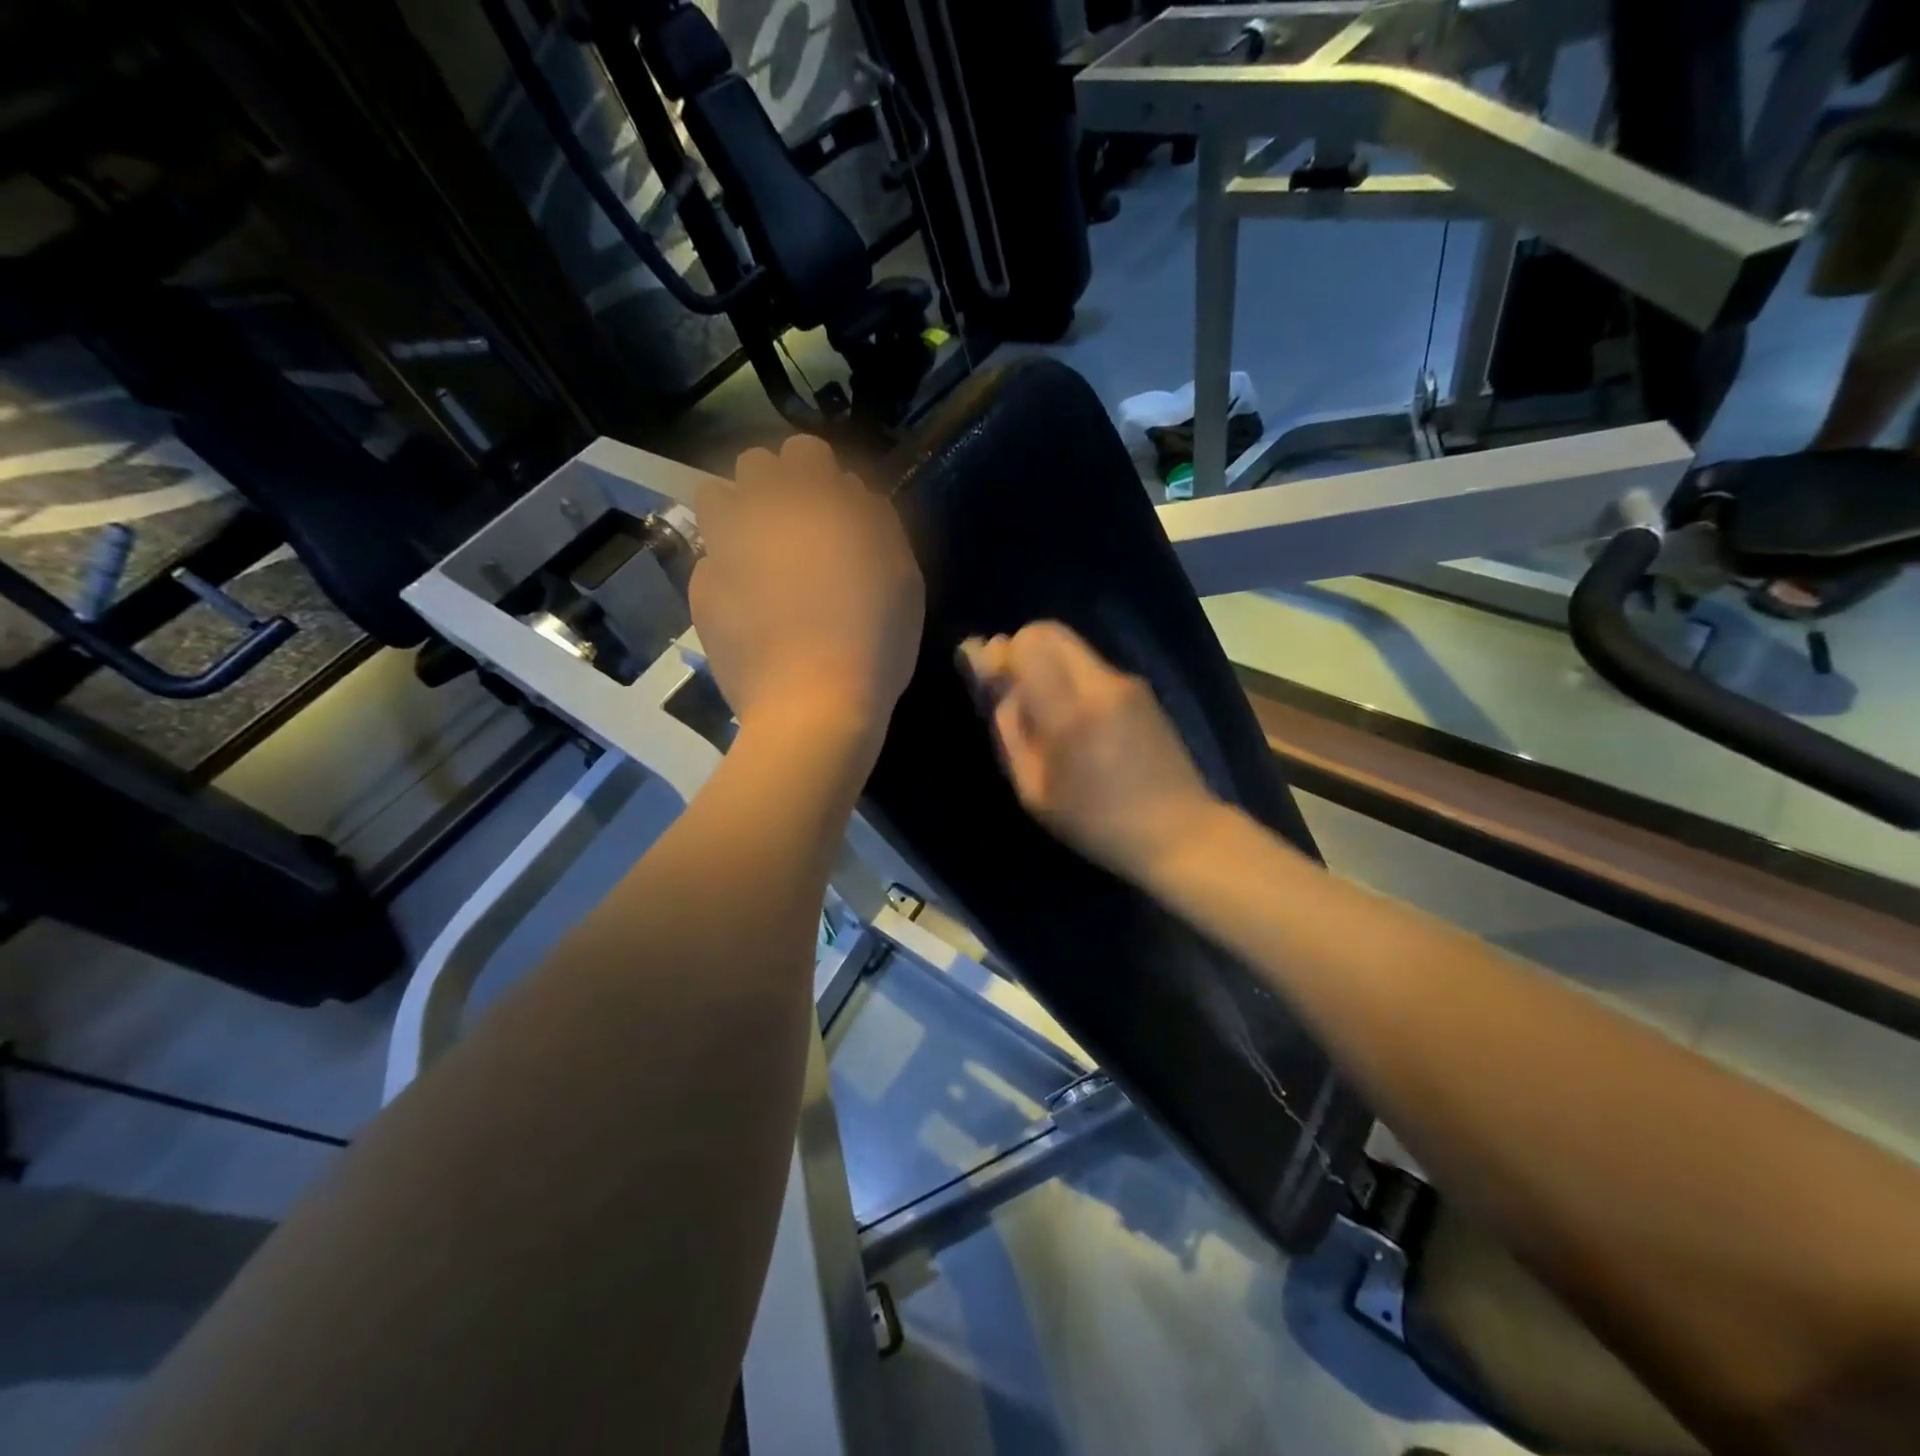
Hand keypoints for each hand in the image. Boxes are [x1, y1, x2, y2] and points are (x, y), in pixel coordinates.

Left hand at [691, 435, 923, 743]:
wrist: (812, 705)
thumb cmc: (874, 640)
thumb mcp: (902, 576)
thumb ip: (877, 522)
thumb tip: (852, 495)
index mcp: (815, 502)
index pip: (806, 451)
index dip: (821, 475)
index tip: (834, 507)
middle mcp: (761, 511)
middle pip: (756, 467)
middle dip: (776, 487)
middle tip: (798, 530)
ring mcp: (723, 548)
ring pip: (717, 499)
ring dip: (739, 513)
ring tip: (761, 553)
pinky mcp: (700, 589)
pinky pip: (709, 556)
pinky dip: (727, 567)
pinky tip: (748, 604)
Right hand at [958, 622, 1220, 880]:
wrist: (1177, 830)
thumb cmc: (1096, 822)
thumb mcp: (1034, 790)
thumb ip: (1010, 730)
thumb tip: (995, 684)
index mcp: (1070, 713)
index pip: (1026, 645)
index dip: (997, 654)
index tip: (987, 675)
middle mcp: (1101, 684)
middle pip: (1048, 631)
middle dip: (1020, 648)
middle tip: (1011, 685)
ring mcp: (1127, 683)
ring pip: (1071, 647)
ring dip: (1046, 663)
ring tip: (1042, 708)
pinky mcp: (1141, 689)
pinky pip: (1091, 666)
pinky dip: (1070, 676)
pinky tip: (1074, 718)